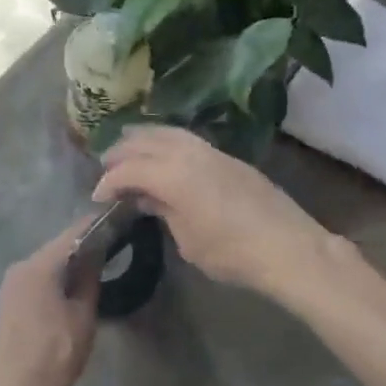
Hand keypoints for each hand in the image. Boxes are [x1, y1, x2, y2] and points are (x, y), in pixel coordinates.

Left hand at [0, 217, 100, 385]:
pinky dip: (54, 276)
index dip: (94, 227)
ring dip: (68, 262)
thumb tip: (96, 253)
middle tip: (110, 244)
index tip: (115, 221)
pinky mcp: (8, 299)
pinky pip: (36, 278)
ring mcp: (11, 283)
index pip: (71, 235)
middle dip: (82, 245)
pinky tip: (72, 285)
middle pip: (56, 248)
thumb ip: (89, 278)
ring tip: (96, 264)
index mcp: (38, 267)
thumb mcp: (83, 316)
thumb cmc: (56, 355)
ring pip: (46, 263)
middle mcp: (20, 267)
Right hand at [94, 126, 338, 306]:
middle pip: (145, 142)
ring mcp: (210, 151)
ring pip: (168, 133)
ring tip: (129, 148)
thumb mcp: (188, 241)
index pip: (129, 170)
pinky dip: (166, 141)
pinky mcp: (228, 157)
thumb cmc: (232, 252)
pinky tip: (164, 153)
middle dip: (121, 152)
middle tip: (106, 166)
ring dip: (144, 139)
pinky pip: (186, 139)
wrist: (287, 246)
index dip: (108, 182)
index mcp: (172, 175)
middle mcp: (188, 153)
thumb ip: (164, 212)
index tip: (98, 197)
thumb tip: (148, 198)